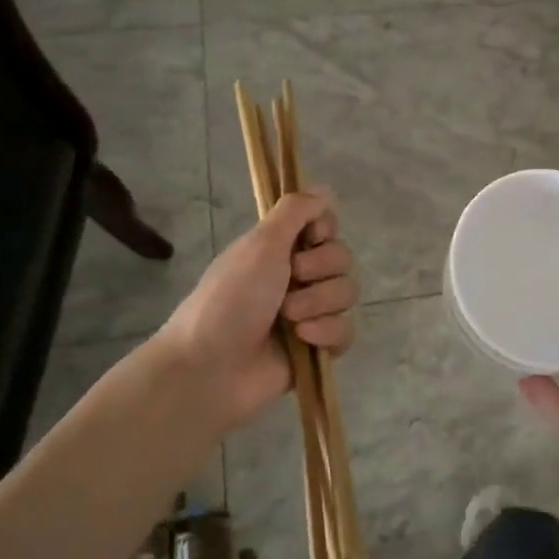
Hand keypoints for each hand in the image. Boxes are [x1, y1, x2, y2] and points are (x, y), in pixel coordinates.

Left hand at [157, 191, 356, 434]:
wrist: (211, 368)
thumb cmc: (230, 299)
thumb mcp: (260, 244)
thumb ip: (295, 211)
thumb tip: (324, 190)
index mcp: (280, 249)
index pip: (326, 226)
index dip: (323, 231)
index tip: (307, 238)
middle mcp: (297, 277)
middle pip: (342, 258)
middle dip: (319, 270)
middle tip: (289, 282)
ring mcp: (309, 313)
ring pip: (347, 294)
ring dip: (318, 304)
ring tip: (288, 320)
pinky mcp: (318, 348)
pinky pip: (346, 331)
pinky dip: (326, 333)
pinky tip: (303, 340)